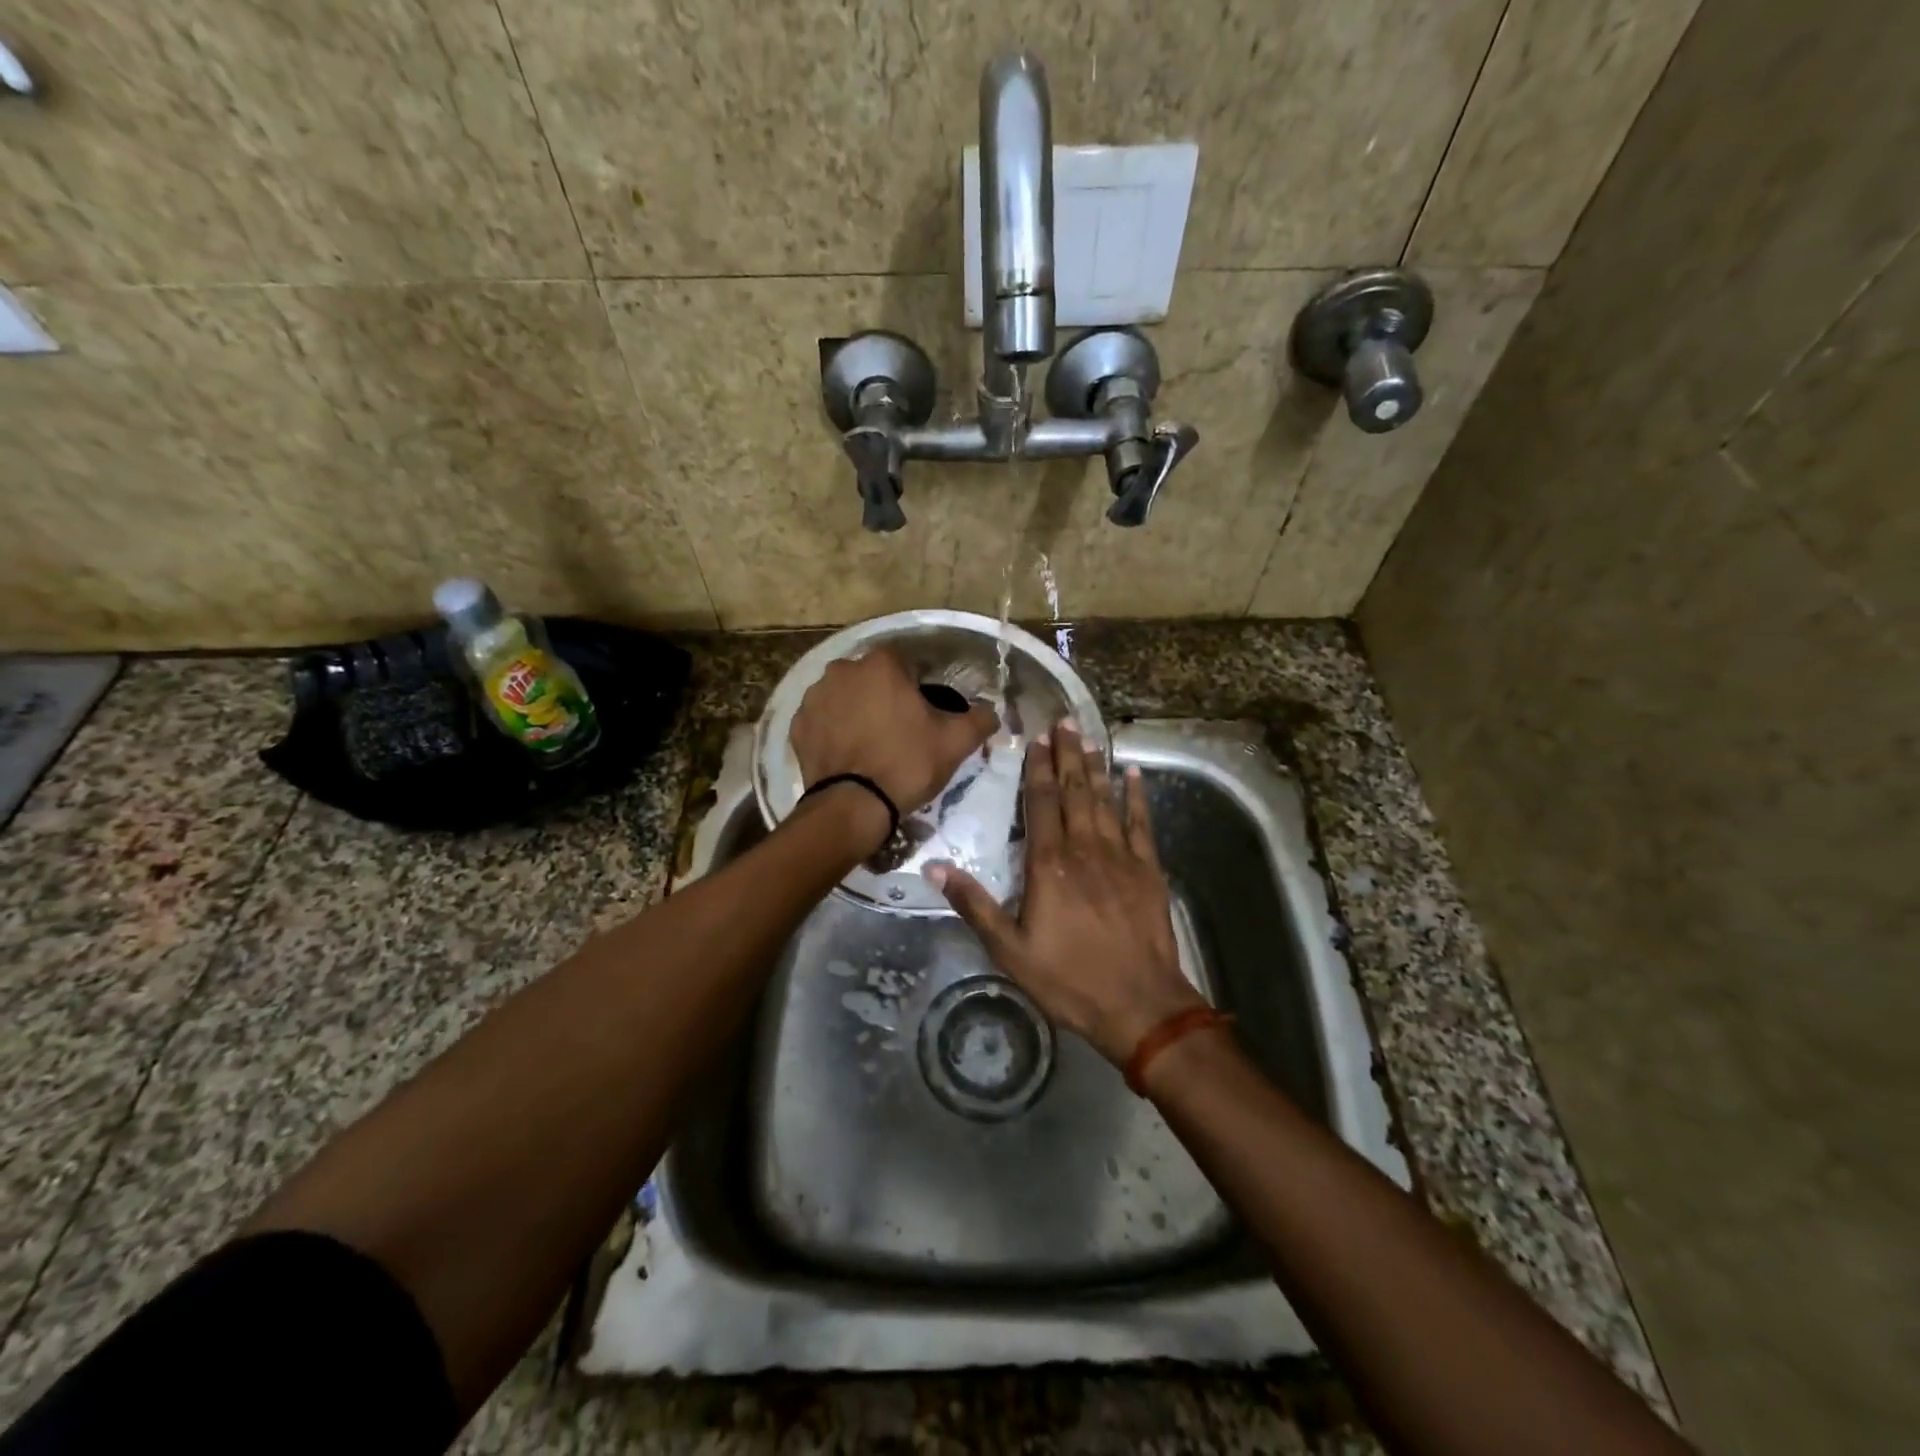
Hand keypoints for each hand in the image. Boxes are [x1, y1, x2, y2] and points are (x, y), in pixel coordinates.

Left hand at [790, 648, 997, 816]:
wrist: (853, 806)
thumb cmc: (907, 764)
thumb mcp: (956, 742)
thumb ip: (979, 719)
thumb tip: (992, 712)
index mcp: (881, 665)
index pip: (904, 663)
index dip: (916, 687)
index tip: (922, 713)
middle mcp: (842, 670)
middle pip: (871, 678)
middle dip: (883, 696)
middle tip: (898, 730)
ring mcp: (814, 697)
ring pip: (844, 696)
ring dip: (856, 711)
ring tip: (870, 744)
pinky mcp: (797, 725)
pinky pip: (822, 720)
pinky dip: (833, 731)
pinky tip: (847, 754)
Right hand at [927, 722, 1206, 1064]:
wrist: (1140, 1005)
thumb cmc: (1069, 979)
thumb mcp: (1009, 950)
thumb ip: (973, 904)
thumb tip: (933, 866)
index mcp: (1049, 865)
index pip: (1042, 804)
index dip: (1038, 769)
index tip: (1036, 739)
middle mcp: (1085, 849)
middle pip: (1075, 792)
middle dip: (1067, 755)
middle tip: (1063, 721)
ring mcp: (1121, 857)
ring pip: (1105, 800)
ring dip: (1095, 767)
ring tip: (1088, 737)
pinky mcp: (1149, 870)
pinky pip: (1141, 824)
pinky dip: (1137, 797)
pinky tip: (1133, 774)